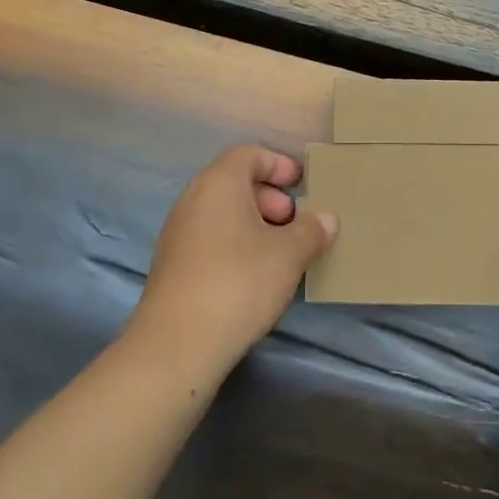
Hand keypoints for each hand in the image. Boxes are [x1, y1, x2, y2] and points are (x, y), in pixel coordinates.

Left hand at [130, 145, 335, 377]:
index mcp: (219, 184)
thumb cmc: (239, 282)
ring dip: (254, 223)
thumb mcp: (289, 255)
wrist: (178, 344)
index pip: (249, 154)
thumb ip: (311, 231)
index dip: (279, 164)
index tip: (302, 186)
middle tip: (295, 222)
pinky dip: (236, 244)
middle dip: (270, 197)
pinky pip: (210, 238)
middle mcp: (193, 200)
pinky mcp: (172, 265)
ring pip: (222, 213)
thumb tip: (326, 218)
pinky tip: (256, 276)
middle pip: (235, 182)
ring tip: (281, 252)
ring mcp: (178, 233)